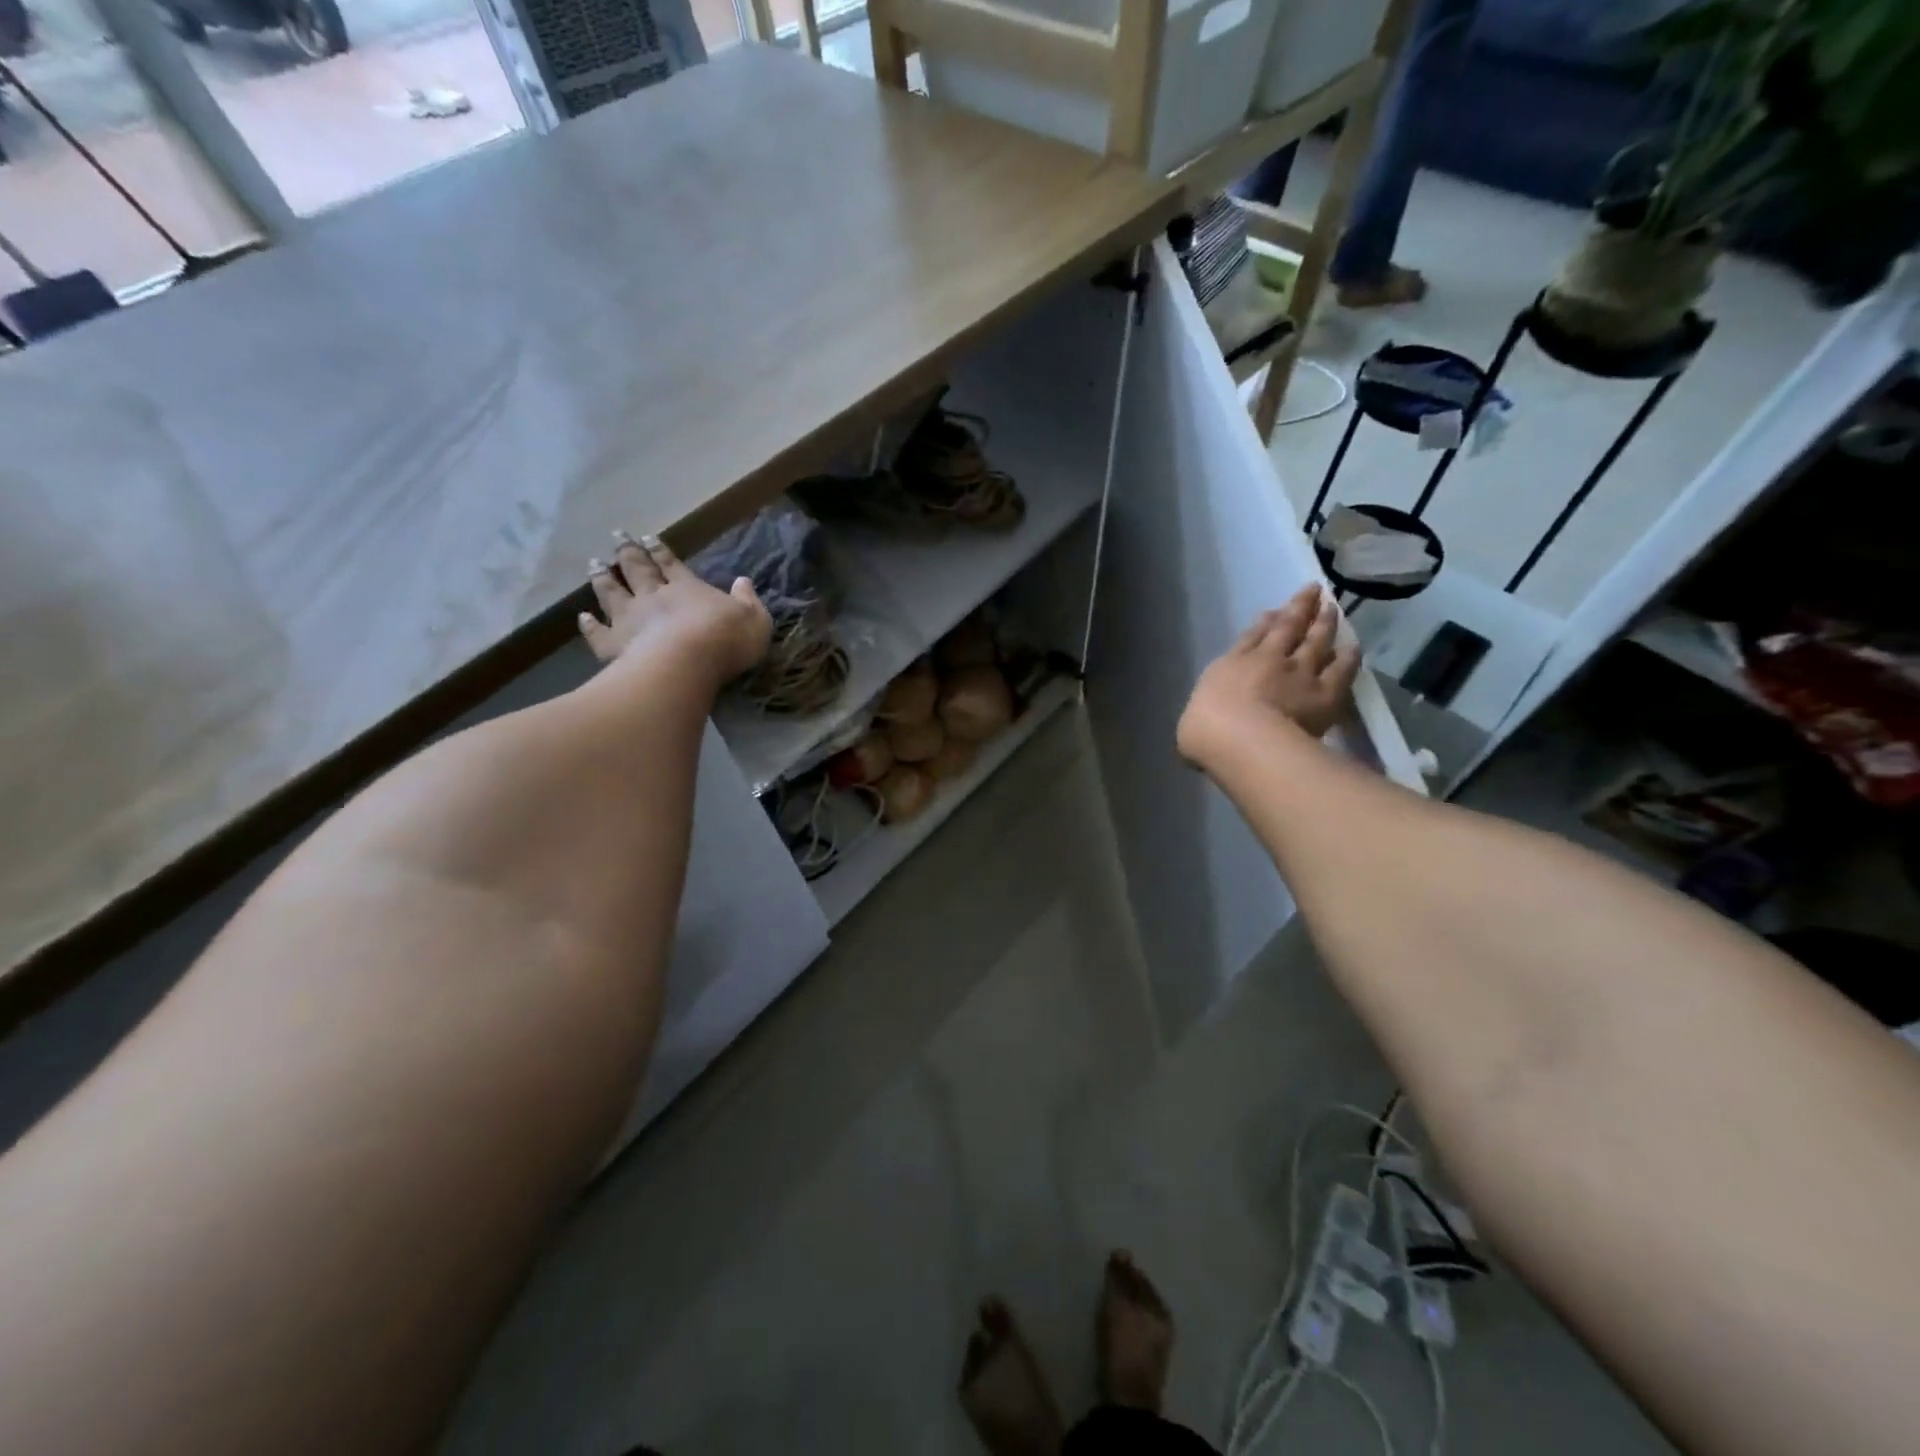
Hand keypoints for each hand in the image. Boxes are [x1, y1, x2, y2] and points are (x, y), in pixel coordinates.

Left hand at [580, 529, 772, 684]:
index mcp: (687, 588)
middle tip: (616, 536)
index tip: (647, 537)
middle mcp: (654, 597)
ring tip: (593, 564)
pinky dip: (589, 624)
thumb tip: (743, 582)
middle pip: (637, 570)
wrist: (687, 663)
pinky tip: (582, 617)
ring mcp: (630, 619)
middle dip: (627, 552)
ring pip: (612, 593)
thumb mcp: (754, 619)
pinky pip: (598, 632)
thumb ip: (748, 600)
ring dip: (603, 578)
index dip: (660, 550)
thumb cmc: (726, 639)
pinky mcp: (614, 645)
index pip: (671, 564)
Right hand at [1177, 586, 1358, 766]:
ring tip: (1332, 608)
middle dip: (1298, 607)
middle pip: (1287, 627)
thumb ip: (1204, 713)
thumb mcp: (1193, 718)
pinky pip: (1341, 669)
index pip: (1251, 637)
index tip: (1273, 611)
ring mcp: (1299, 672)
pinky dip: (1348, 656)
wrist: (1241, 738)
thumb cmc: (1206, 730)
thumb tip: (1204, 719)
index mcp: (1233, 664)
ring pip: (1316, 640)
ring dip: (1324, 622)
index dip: (1264, 622)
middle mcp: (1268, 659)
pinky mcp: (1326, 692)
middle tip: (1313, 590)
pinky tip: (1353, 647)